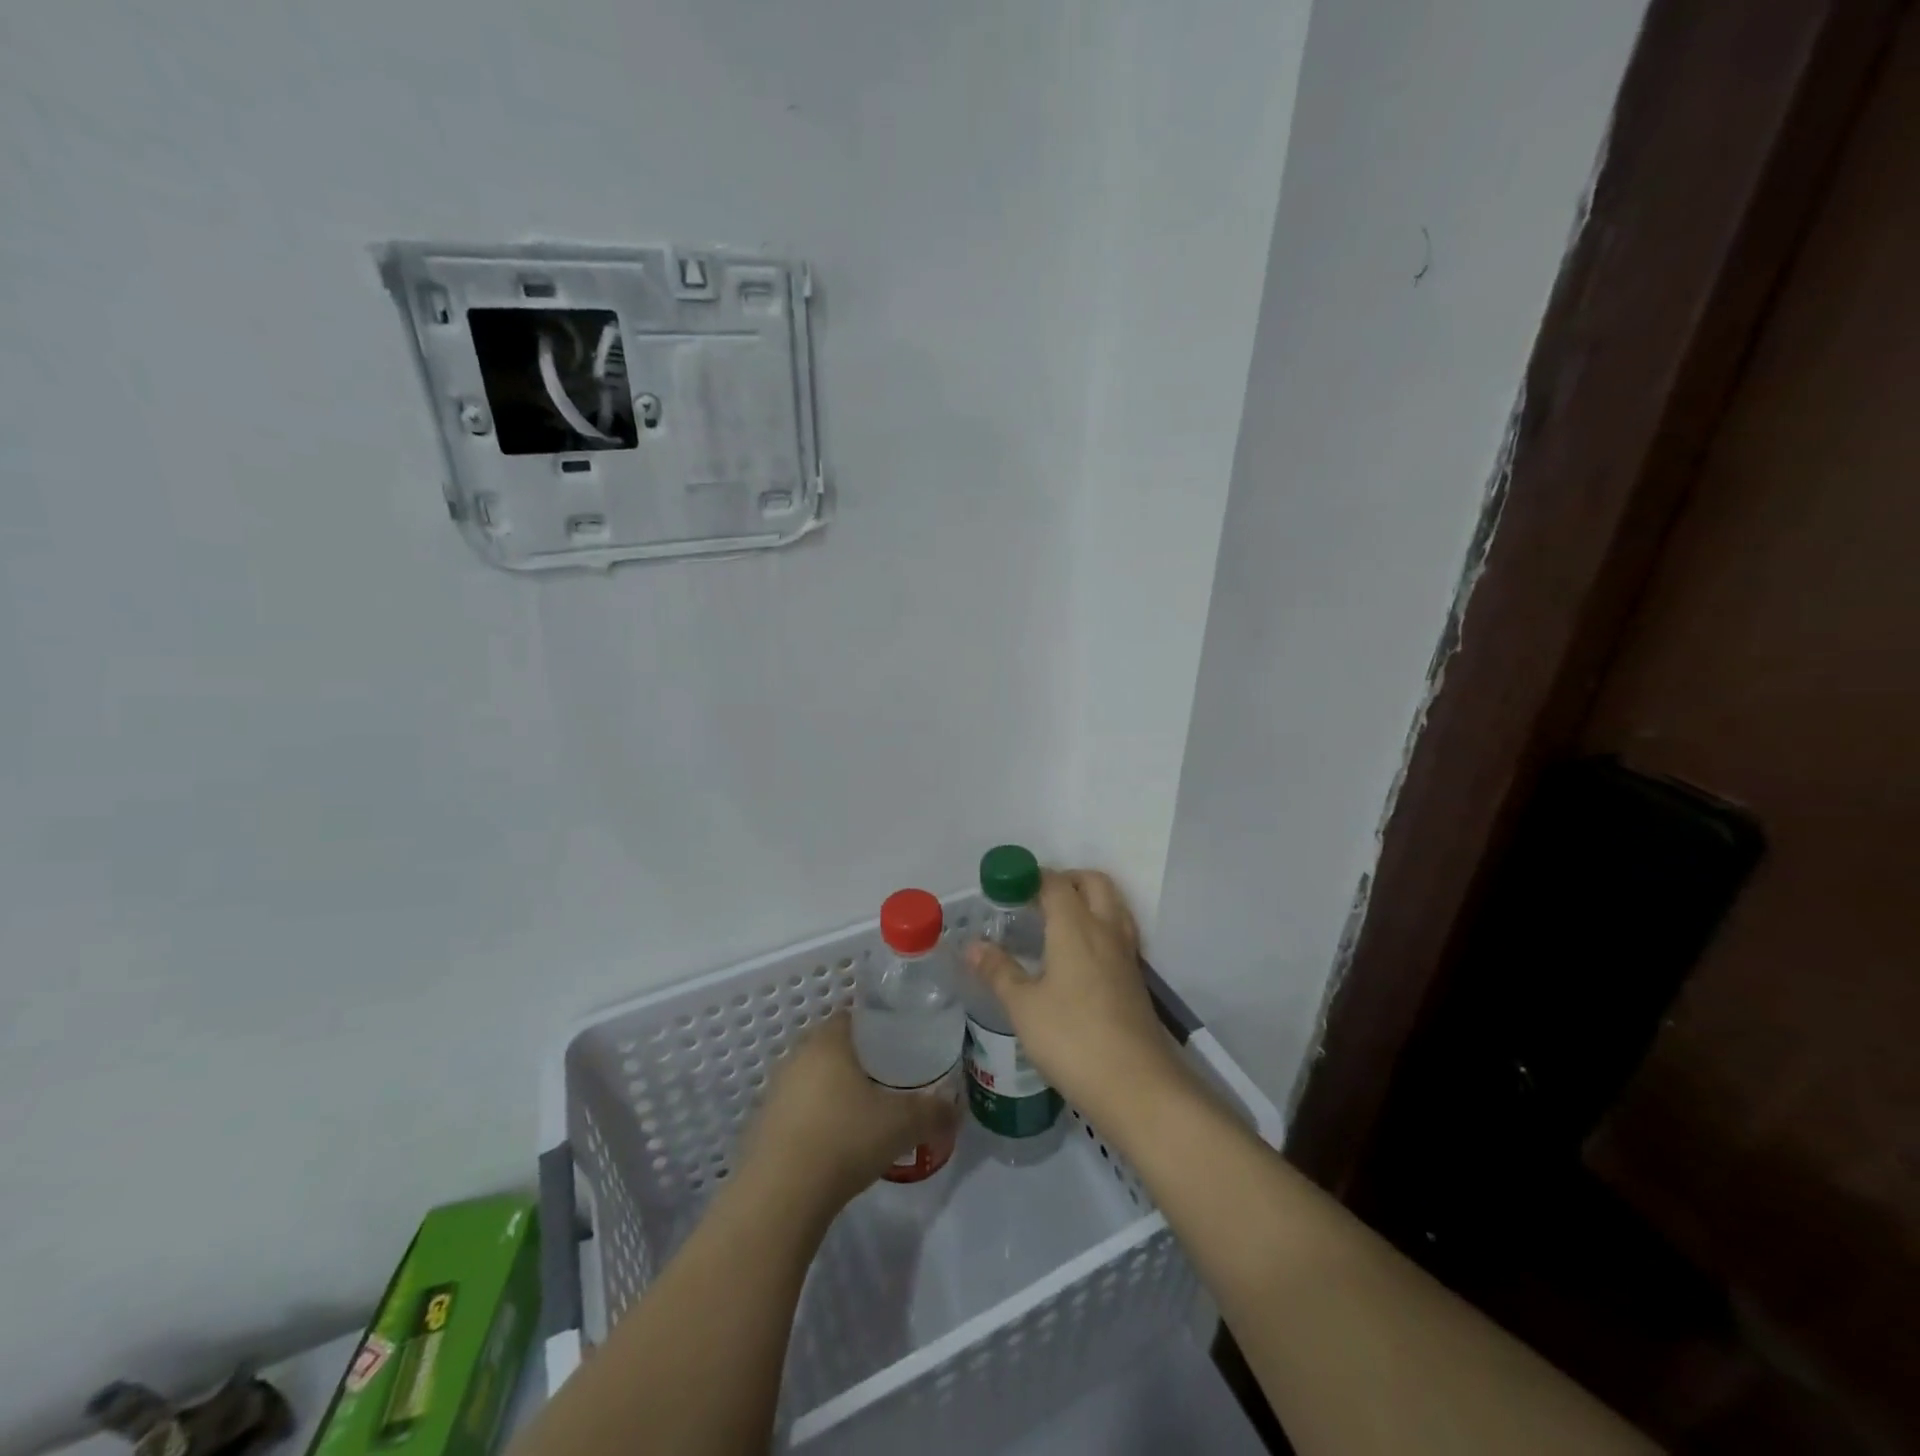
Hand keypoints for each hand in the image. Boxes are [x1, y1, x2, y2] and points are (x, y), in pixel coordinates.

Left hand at [738, 1014, 957, 1211]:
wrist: (780, 1197)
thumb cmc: (844, 1139)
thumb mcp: (902, 1124)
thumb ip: (933, 1111)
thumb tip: (956, 1109)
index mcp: (828, 1040)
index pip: (855, 1016)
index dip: (880, 1027)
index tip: (903, 1044)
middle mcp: (797, 1055)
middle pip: (835, 1047)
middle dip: (862, 1060)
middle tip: (892, 1079)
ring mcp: (776, 1090)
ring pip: (815, 1079)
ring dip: (838, 1091)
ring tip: (868, 1113)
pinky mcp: (764, 1125)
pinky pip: (800, 1109)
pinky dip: (819, 1118)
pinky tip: (838, 1142)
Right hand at [964, 868, 1187, 1122]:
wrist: (1137, 1085)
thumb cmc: (1072, 1039)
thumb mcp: (1024, 1007)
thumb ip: (999, 971)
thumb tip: (972, 946)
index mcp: (1076, 927)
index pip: (1055, 883)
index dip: (1031, 877)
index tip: (1006, 886)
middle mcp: (1105, 930)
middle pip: (1093, 882)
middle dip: (1066, 879)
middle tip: (1036, 898)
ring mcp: (1126, 954)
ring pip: (1112, 904)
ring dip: (1088, 899)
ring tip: (1058, 921)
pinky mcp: (1136, 977)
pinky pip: (1119, 931)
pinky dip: (1099, 925)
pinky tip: (1079, 955)